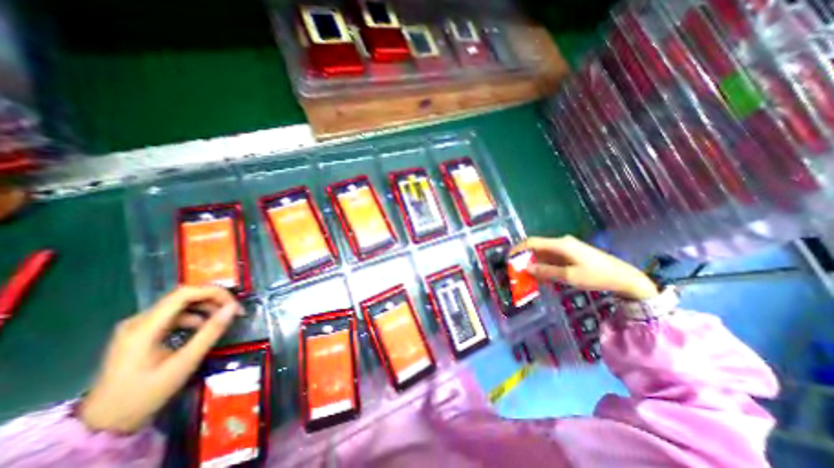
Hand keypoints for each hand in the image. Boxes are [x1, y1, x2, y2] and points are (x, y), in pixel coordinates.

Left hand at [79, 284, 241, 432]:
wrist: (104, 425)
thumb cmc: (146, 394)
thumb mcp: (185, 363)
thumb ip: (210, 332)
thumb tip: (233, 308)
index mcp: (144, 327)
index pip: (184, 293)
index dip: (214, 292)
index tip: (234, 305)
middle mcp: (138, 320)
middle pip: (183, 297)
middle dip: (213, 300)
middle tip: (233, 312)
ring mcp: (138, 326)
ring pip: (180, 305)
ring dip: (205, 308)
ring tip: (222, 320)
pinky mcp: (142, 333)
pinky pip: (174, 316)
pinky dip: (194, 317)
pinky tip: (203, 330)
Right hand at [515, 238, 658, 299]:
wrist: (626, 277)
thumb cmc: (597, 276)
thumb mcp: (569, 276)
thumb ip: (546, 271)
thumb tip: (526, 268)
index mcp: (560, 244)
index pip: (532, 242)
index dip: (518, 249)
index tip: (508, 259)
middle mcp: (561, 243)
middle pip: (536, 247)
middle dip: (524, 258)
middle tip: (516, 271)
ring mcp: (566, 248)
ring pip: (543, 253)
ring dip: (534, 263)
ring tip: (526, 276)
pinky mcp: (571, 254)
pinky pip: (551, 258)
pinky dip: (543, 265)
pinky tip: (541, 276)